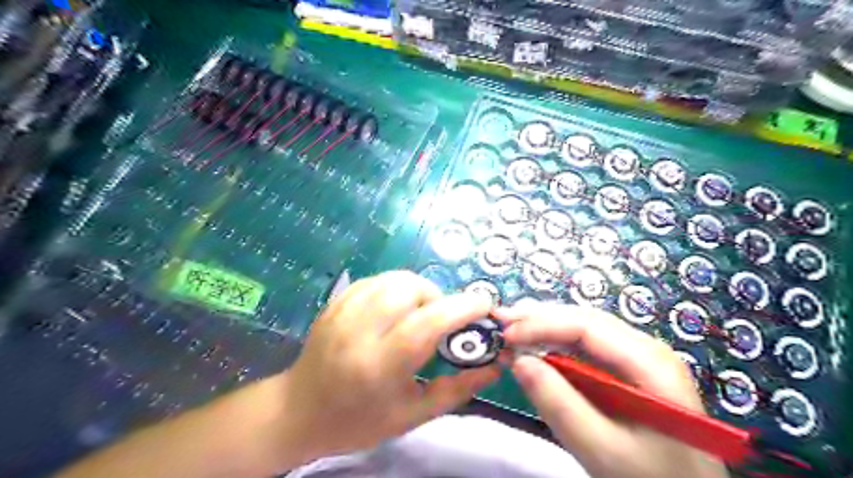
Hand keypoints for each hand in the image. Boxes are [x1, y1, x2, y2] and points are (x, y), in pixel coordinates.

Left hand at [283, 271, 500, 461]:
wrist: (299, 411)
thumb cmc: (360, 420)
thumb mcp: (413, 415)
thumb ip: (457, 389)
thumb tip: (495, 366)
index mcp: (380, 366)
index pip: (426, 324)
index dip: (461, 308)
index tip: (484, 305)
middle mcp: (359, 332)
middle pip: (409, 289)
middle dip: (438, 297)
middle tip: (442, 319)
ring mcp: (343, 312)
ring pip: (393, 278)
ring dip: (418, 289)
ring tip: (419, 312)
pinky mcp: (335, 302)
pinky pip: (376, 280)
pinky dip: (396, 287)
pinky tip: (396, 307)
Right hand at [498, 302, 729, 477]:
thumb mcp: (602, 449)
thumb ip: (559, 404)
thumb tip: (518, 360)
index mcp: (650, 361)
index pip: (587, 326)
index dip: (542, 324)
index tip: (506, 334)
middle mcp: (645, 347)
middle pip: (584, 320)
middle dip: (539, 318)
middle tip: (500, 319)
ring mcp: (637, 357)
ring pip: (582, 329)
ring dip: (544, 326)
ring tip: (511, 325)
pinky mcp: (625, 370)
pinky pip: (585, 347)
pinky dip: (554, 343)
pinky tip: (534, 344)